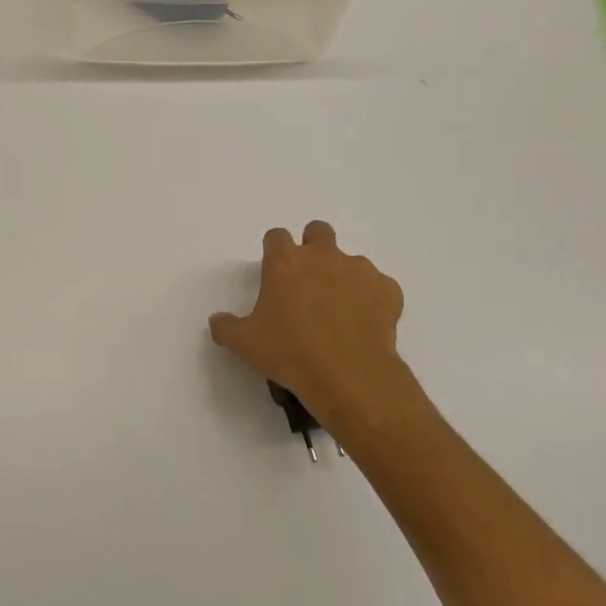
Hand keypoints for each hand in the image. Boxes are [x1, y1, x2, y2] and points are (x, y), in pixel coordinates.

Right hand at [210, 221, 408, 435]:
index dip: (273, 250)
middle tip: (308, 281)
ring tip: (339, 314)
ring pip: (350, 261)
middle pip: (318, 231)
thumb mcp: (244, 344)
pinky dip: (372, 301)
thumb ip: (226, 327)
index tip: (273, 272)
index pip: (275, 236)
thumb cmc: (290, 353)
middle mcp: (323, 256)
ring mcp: (360, 270)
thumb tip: (218, 321)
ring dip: (343, 278)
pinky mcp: (388, 290)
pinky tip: (365, 326)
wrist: (349, 375)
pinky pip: (379, 287)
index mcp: (285, 262)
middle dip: (313, 247)